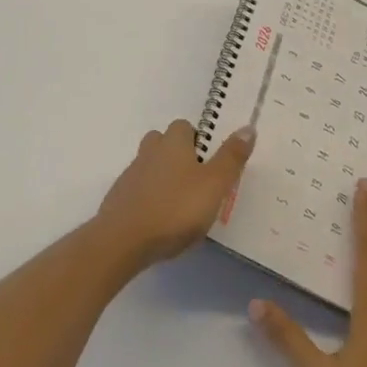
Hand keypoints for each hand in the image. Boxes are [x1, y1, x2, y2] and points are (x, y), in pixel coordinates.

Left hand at [94, 119, 254, 270]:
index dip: (196, 140)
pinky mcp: (119, 199)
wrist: (123, 240)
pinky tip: (159, 221)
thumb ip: (231, 158)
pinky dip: (148, 199)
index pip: (184, 126)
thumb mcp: (214, 185)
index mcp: (173, 143)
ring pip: (149, 166)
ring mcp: (131, 175)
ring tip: (179, 204)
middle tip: (195, 182)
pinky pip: (138, 191)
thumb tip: (248, 127)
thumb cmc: (175, 208)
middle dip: (177, 155)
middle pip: (163, 142)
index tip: (208, 162)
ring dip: (162, 178)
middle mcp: (150, 151)